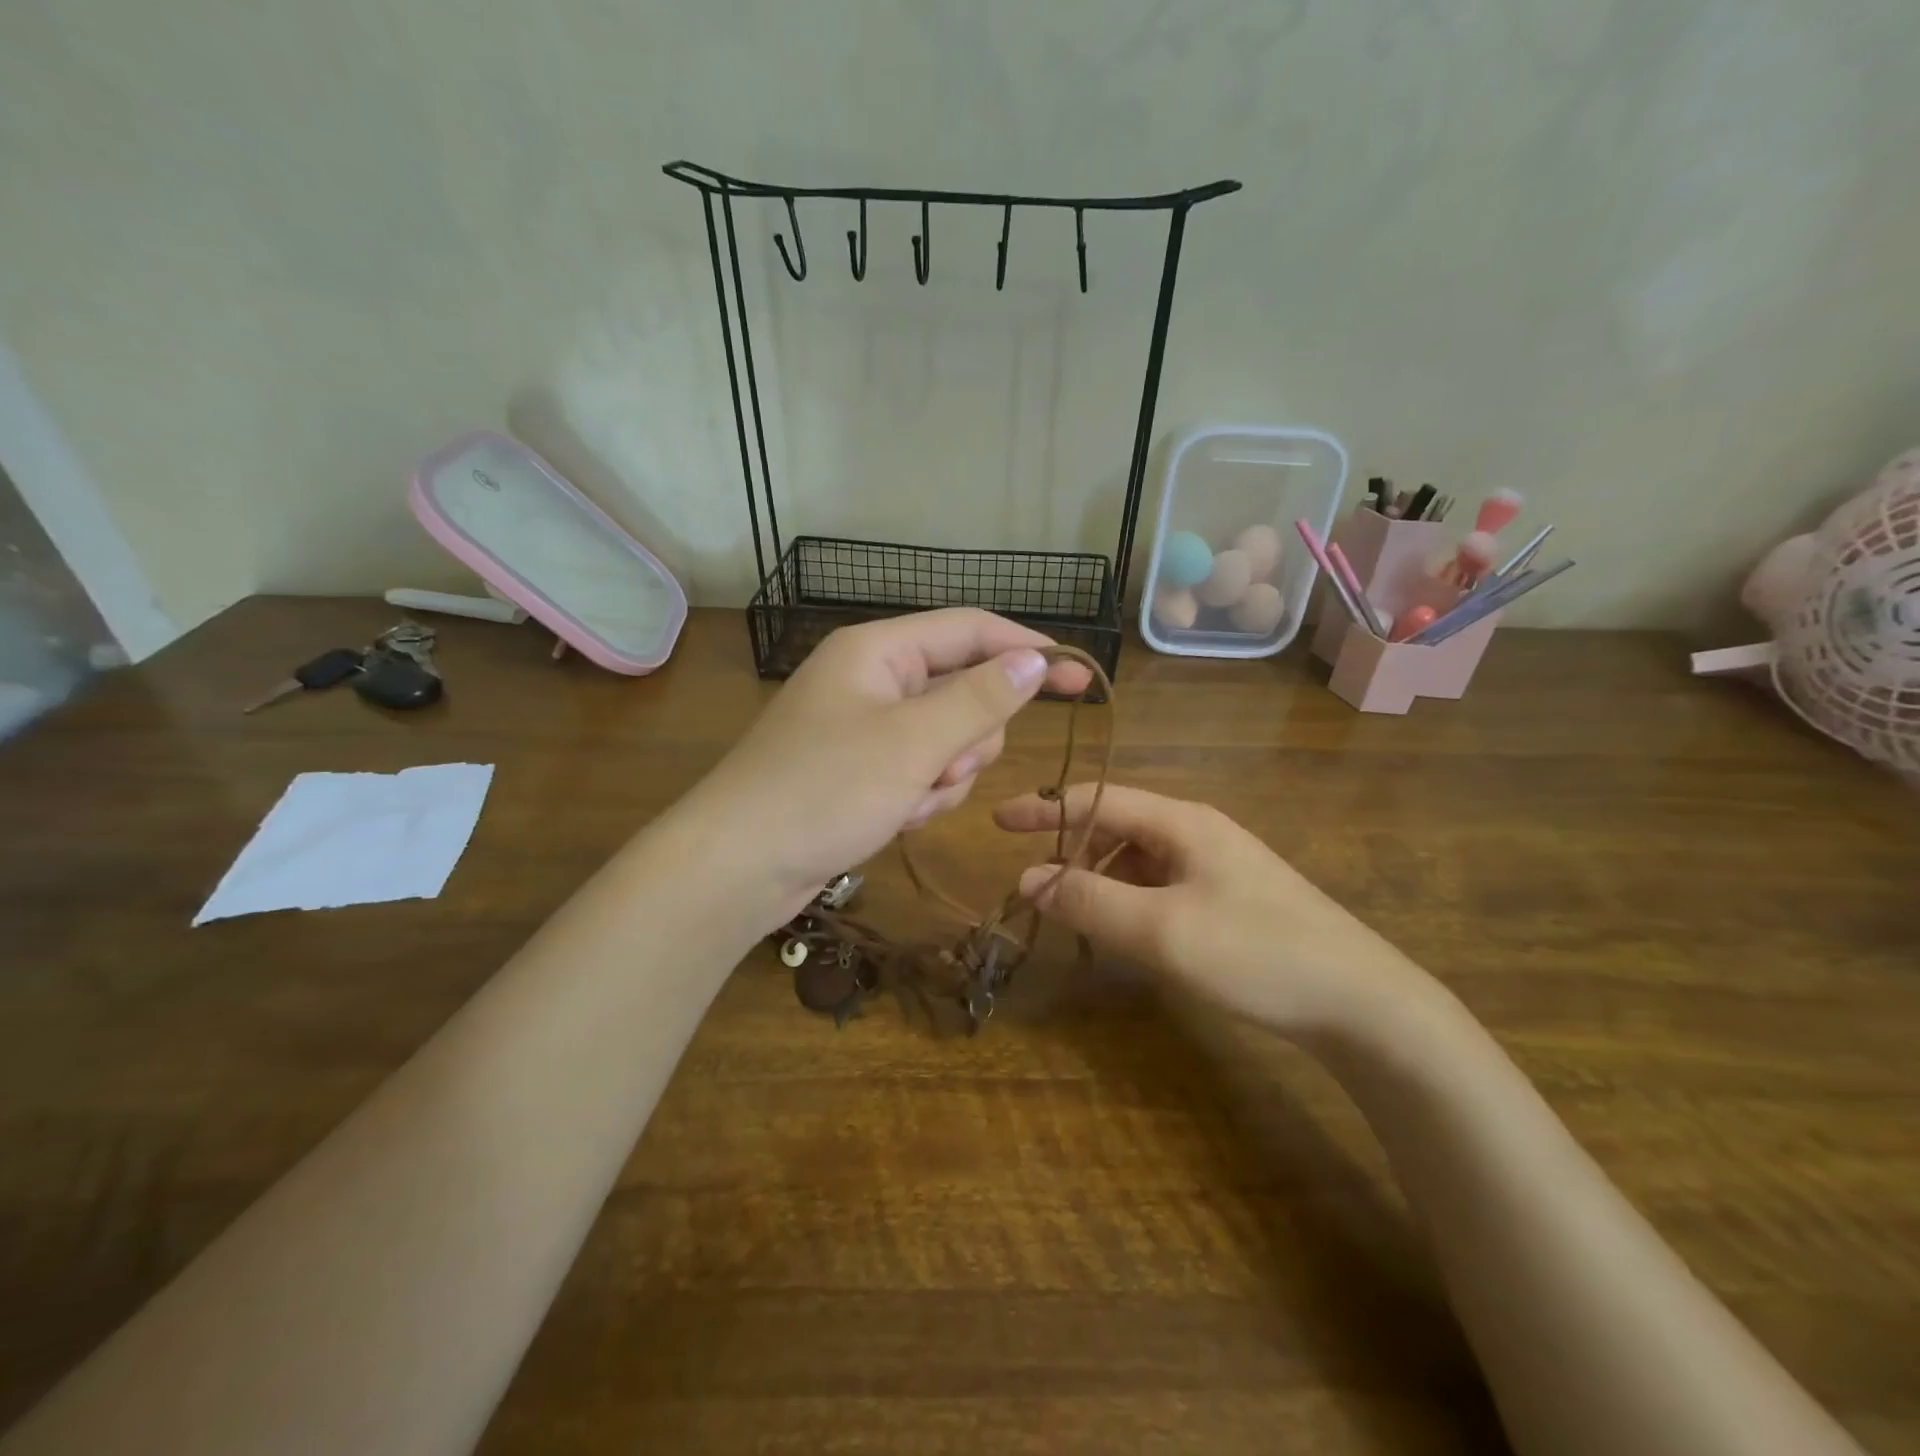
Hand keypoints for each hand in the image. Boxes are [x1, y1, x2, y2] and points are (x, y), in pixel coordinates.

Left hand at [680, 610, 1089, 927]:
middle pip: (962, 690)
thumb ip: (981, 697)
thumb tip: (1035, 657)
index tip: (1081, 678)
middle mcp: (872, 680)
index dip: (1029, 649)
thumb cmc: (825, 791)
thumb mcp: (913, 742)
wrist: (737, 867)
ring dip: (944, 774)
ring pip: (947, 739)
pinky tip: (894, 818)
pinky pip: (920, 771)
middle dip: (968, 736)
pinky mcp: (860, 771)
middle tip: (943, 766)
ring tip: (908, 800)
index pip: (970, 630)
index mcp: (878, 650)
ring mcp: (864, 728)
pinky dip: (920, 796)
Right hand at [993, 784, 1434, 1038]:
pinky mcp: (1229, 900)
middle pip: (1116, 827)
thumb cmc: (1257, 953)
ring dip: (1099, 880)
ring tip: (1072, 916)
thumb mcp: (1162, 929)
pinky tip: (1123, 933)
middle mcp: (1197, 833)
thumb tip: (1027, 880)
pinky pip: (1160, 888)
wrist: (1363, 1004)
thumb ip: (1090, 901)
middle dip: (1071, 850)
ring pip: (1137, 860)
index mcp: (1182, 822)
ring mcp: (1216, 867)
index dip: (1045, 808)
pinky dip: (1129, 902)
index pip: (1097, 799)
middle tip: (1033, 887)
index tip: (997, 821)